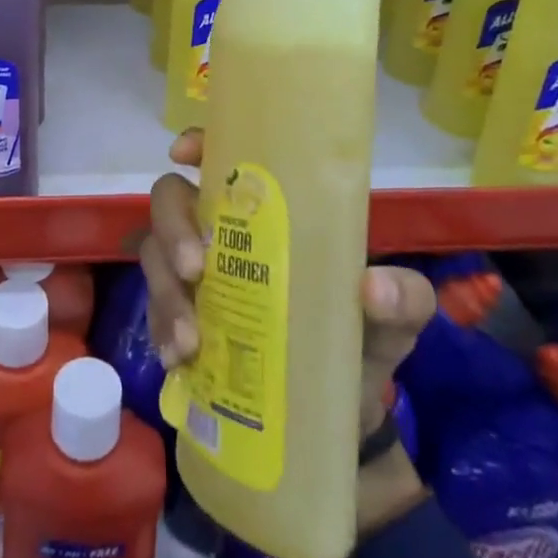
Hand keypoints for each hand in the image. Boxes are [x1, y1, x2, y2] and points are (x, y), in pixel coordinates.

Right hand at [140, 129, 437, 535]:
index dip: (198, 143)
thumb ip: (404, 299)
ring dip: (165, 291)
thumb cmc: (365, 338)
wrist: (342, 414)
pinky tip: (178, 359)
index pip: (224, 159)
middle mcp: (224, 232)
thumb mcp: (397, 316)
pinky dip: (161, 331)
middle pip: (172, 200)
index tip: (183, 154)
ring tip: (190, 340)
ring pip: (155, 255)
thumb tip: (371, 288)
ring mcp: (196, 275)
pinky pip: (154, 311)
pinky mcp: (182, 318)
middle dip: (173, 228)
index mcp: (271, 212)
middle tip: (194, 269)